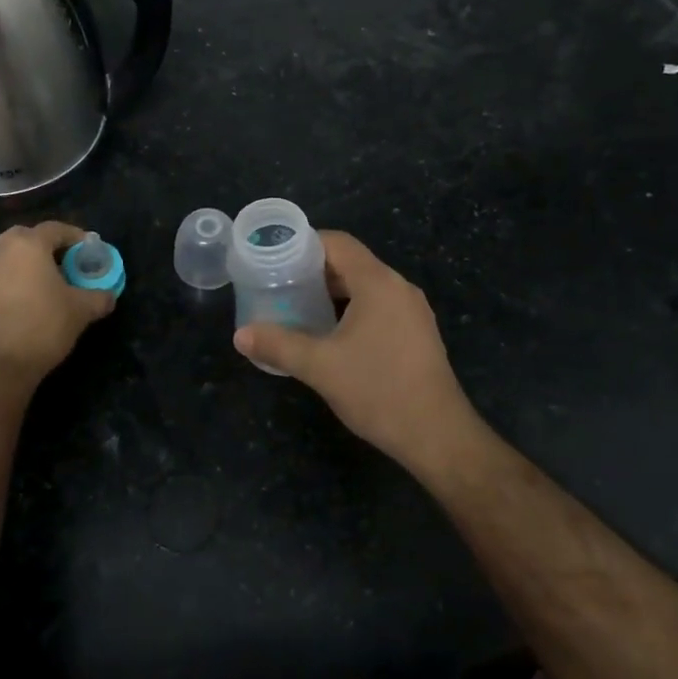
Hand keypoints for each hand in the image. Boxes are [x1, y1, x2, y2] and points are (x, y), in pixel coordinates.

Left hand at [0, 223, 114, 381]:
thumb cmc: (43, 327)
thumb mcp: (82, 311)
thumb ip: (99, 297)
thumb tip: (108, 295)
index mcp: (27, 246)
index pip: (54, 229)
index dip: (73, 236)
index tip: (86, 248)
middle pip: (22, 239)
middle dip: (40, 247)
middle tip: (57, 264)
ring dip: (12, 265)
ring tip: (28, 283)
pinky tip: (3, 304)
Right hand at [233, 231, 478, 467]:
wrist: (437, 435)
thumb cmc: (378, 390)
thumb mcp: (320, 367)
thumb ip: (278, 345)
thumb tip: (240, 335)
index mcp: (378, 283)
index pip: (338, 243)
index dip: (303, 244)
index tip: (273, 257)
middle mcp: (399, 288)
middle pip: (351, 263)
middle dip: (313, 271)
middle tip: (278, 284)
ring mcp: (412, 311)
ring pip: (365, 287)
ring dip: (332, 293)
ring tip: (296, 307)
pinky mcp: (417, 334)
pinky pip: (378, 307)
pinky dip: (351, 310)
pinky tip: (329, 334)